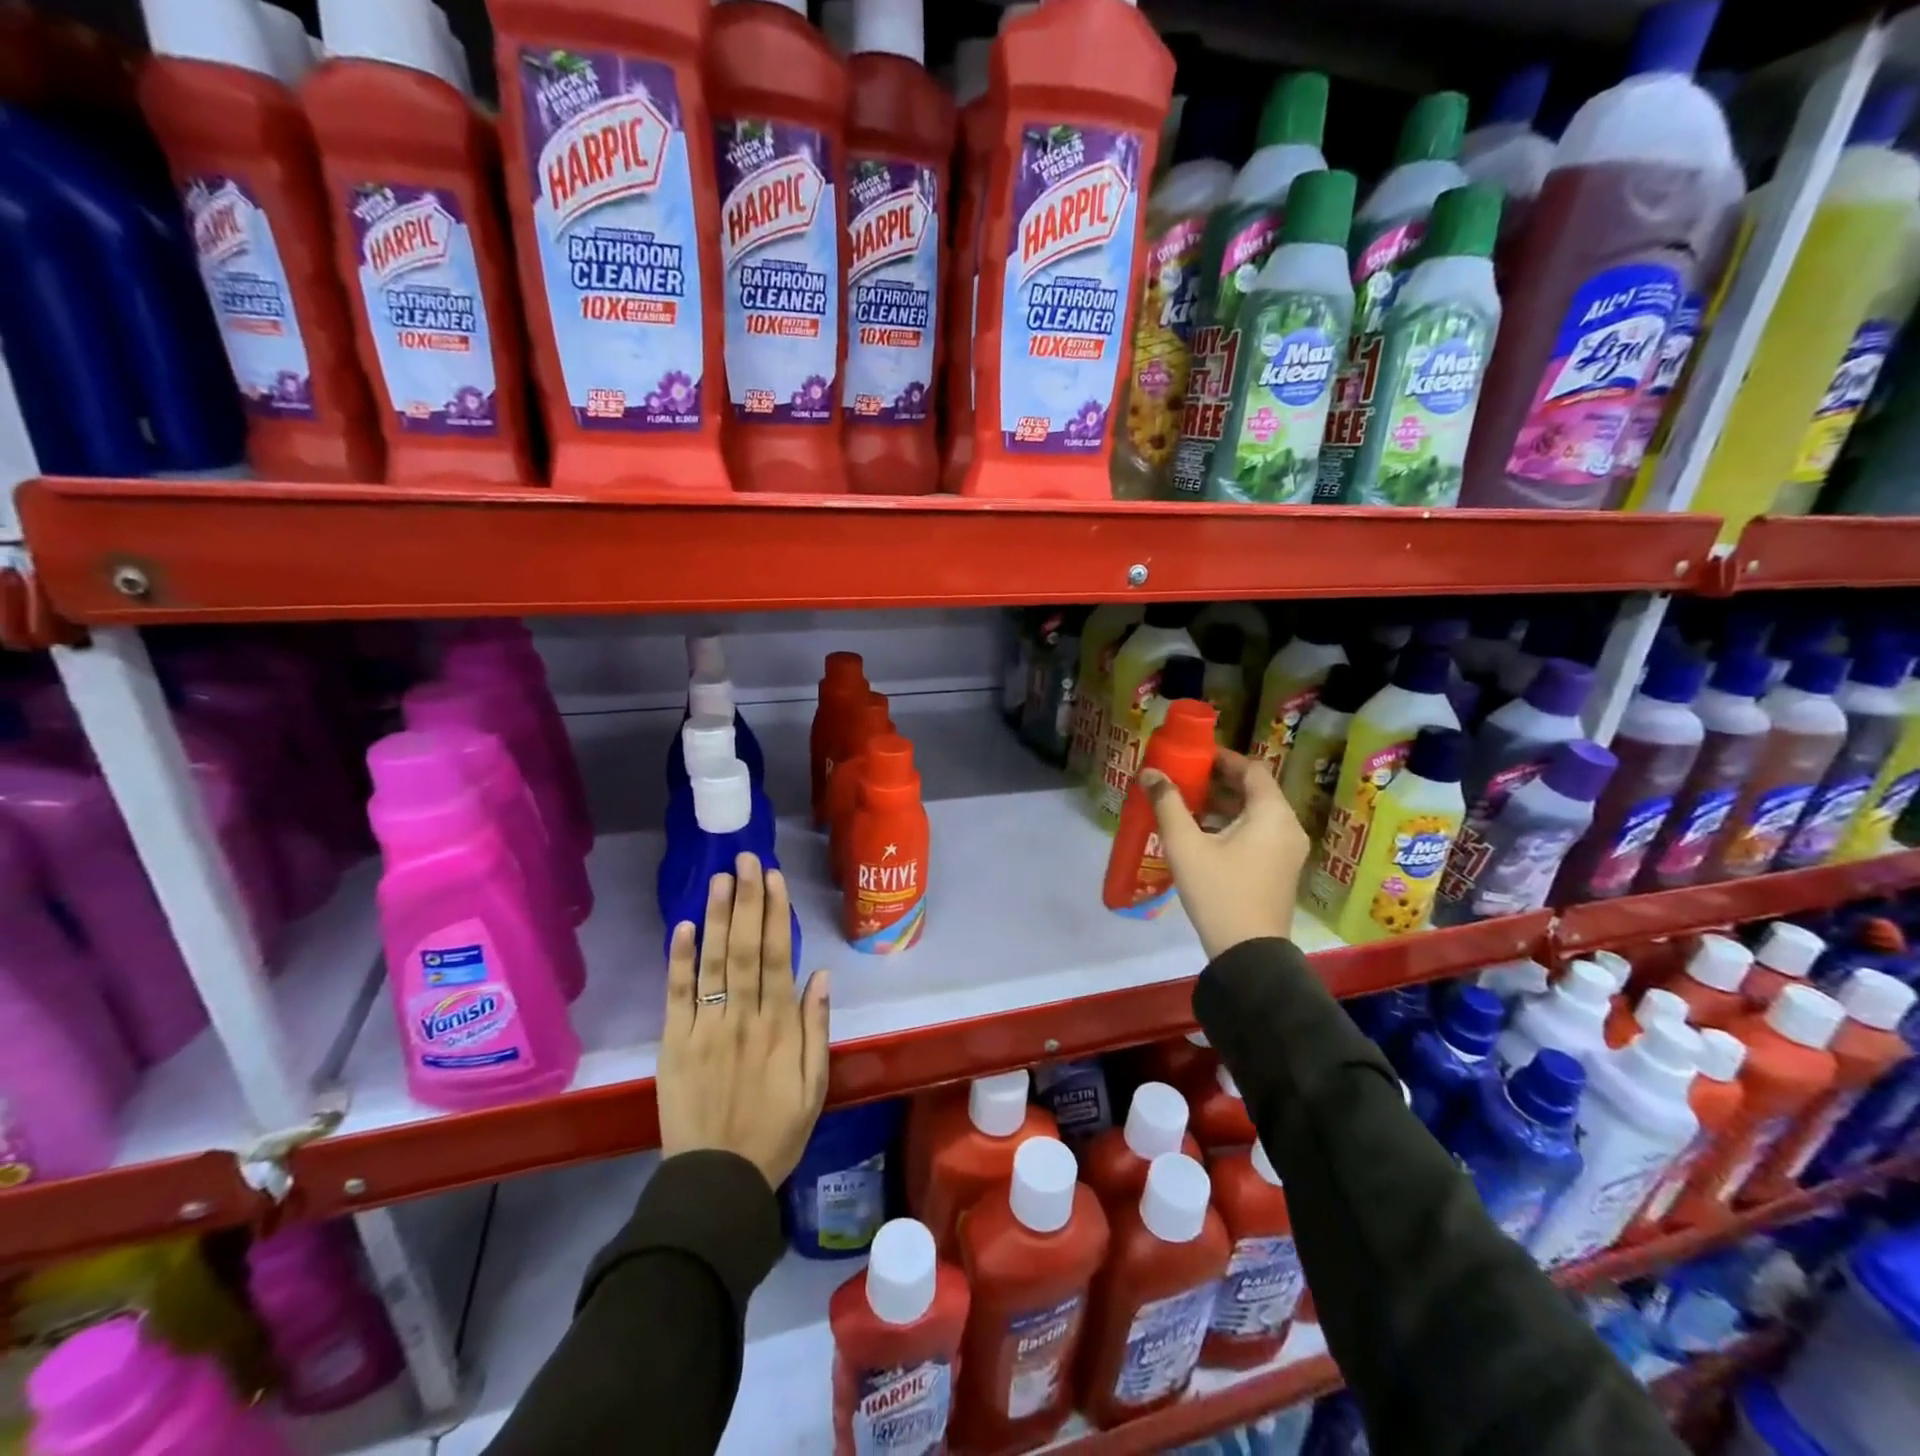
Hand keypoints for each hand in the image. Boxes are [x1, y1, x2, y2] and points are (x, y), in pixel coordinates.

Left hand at [659, 854, 830, 1188]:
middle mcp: (742, 1018)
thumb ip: (816, 1028)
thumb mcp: (814, 1086)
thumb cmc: (776, 1133)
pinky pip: (677, 996)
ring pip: (712, 963)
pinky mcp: (674, 1044)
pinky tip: (682, 927)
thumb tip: (820, 975)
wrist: (717, 1181)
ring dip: (716, 917)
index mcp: (779, 1027)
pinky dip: (678, 960)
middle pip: (744, 948)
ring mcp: (705, 1029)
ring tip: (720, 878)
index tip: (773, 878)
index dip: (775, 914)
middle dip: (747, 900)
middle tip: (745, 859)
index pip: (776, 957)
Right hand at [1142, 749, 1309, 960]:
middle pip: (1256, 790)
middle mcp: (1288, 827)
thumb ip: (1167, 804)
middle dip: (1220, 781)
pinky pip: (1260, 834)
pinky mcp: (1281, 870)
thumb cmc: (1218, 892)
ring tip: (1188, 804)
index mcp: (1272, 814)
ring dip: (1225, 804)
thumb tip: (1150, 772)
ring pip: (1257, 814)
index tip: (1194, 756)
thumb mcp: (1185, 846)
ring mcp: (1289, 851)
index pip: (1252, 769)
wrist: (1248, 953)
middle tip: (1186, 778)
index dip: (1224, 758)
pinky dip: (1235, 825)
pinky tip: (1203, 834)